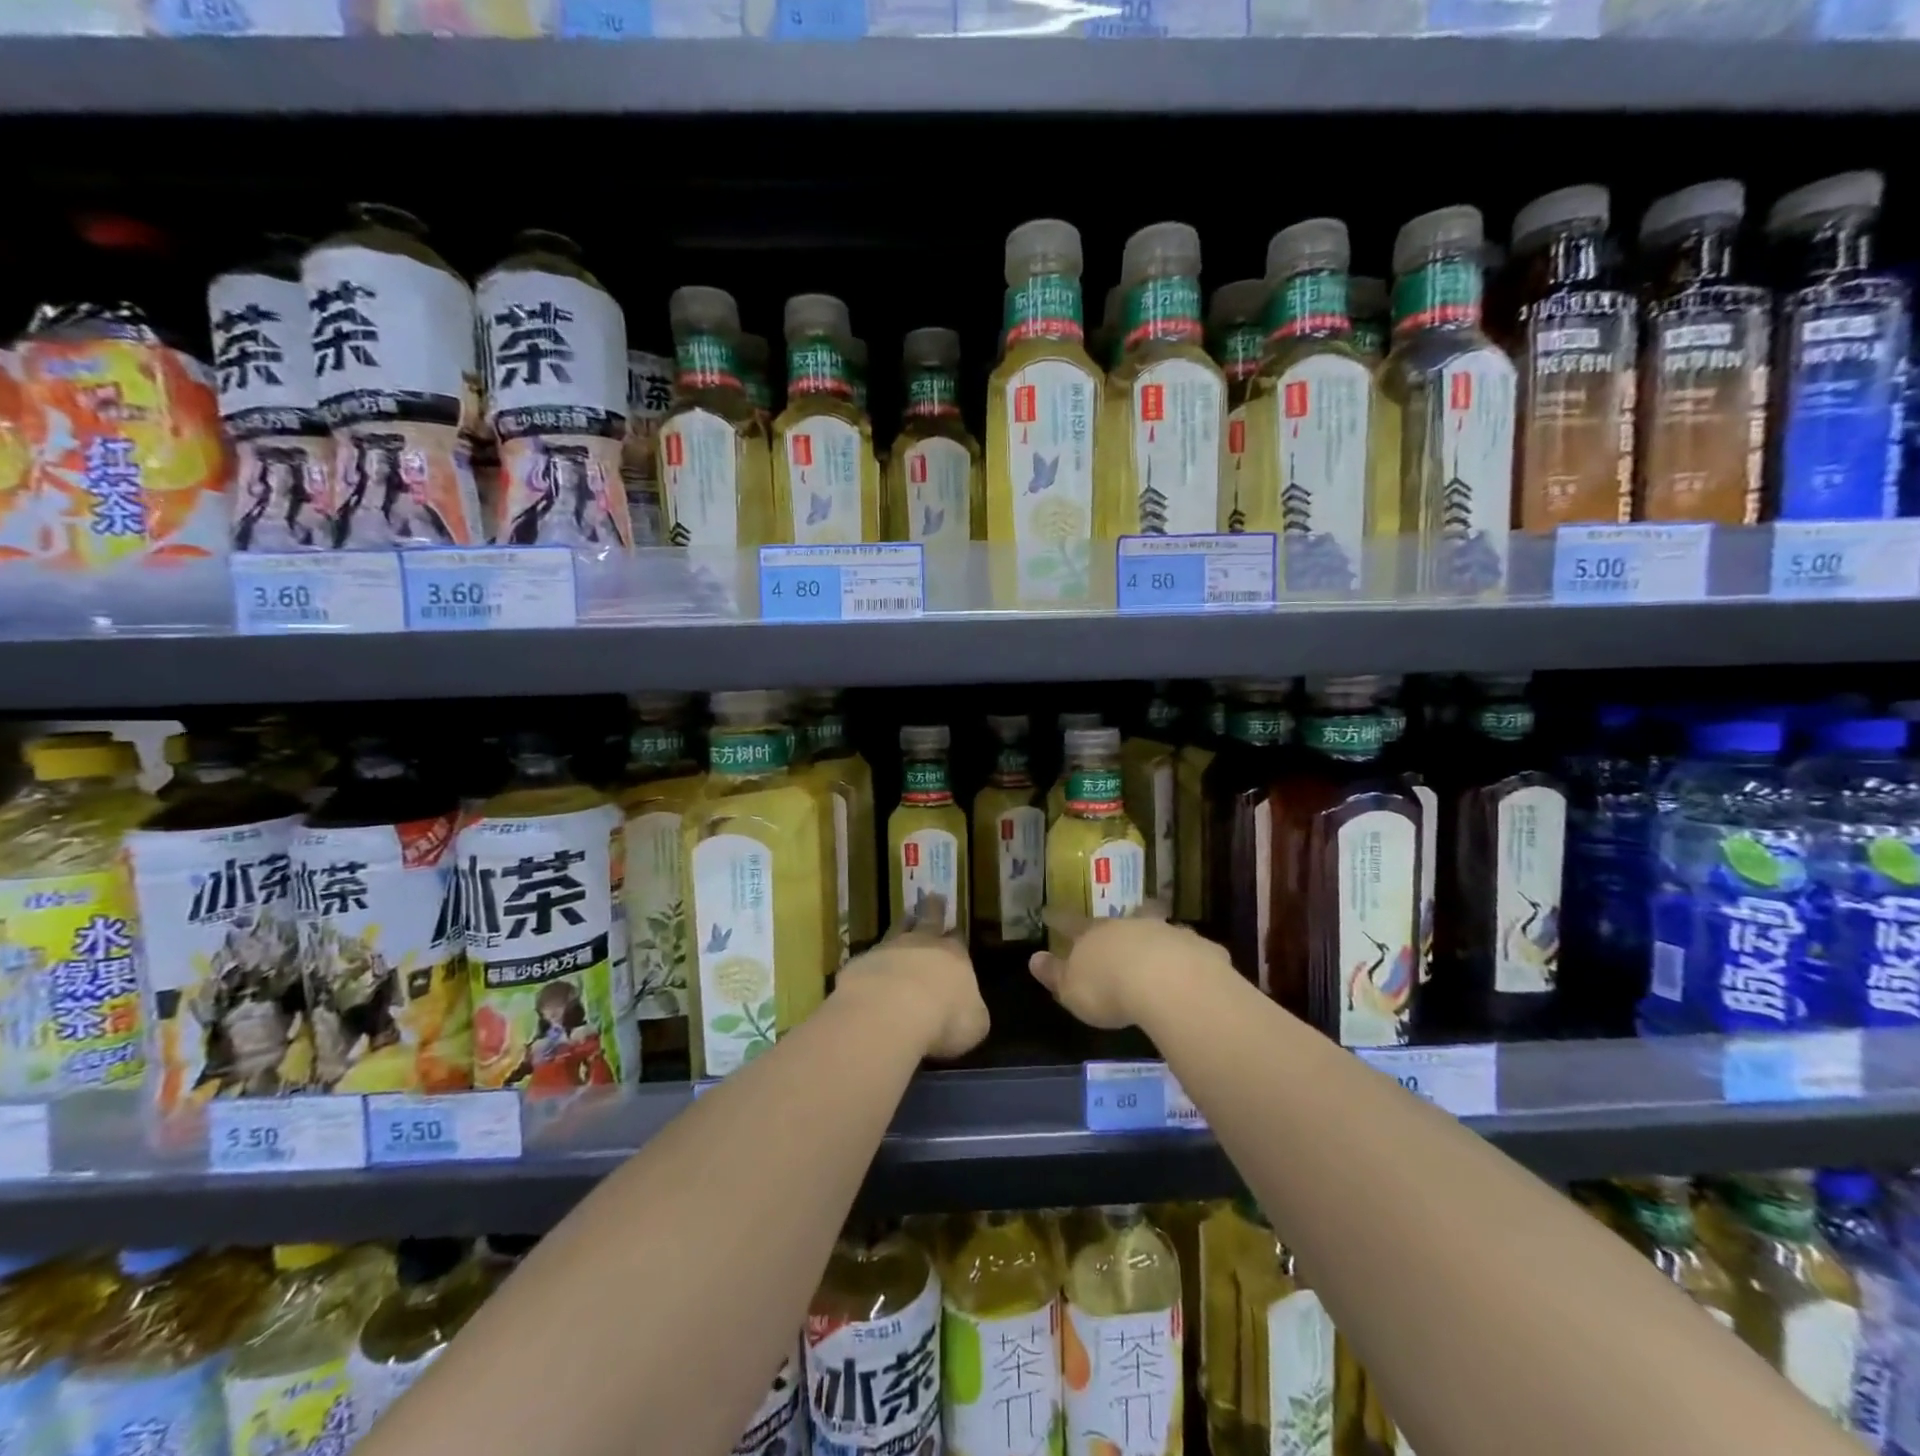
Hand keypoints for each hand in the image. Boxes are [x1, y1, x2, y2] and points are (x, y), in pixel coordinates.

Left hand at [837, 893, 987, 1059]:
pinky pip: (869, 958)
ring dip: (902, 924)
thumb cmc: (944, 1018)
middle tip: (934, 896)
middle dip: (933, 909)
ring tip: (905, 916)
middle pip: (929, 921)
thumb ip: (972, 1012)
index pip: (958, 940)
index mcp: (954, 957)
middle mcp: (922, 945)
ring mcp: (888, 950)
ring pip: (897, 930)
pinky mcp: (860, 964)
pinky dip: (873, 961)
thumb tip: (970, 1011)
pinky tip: (870, 968)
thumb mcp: (974, 1024)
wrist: (891, 1012)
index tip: (955, 927)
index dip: (956, 935)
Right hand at [1029, 903, 1230, 1029]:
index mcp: (1095, 935)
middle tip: (1127, 914)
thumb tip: (1033, 958)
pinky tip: (1197, 969)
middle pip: (1124, 918)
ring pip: (1161, 928)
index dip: (1059, 920)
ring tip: (1162, 942)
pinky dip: (1191, 957)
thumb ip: (1055, 974)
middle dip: (1123, 919)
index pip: (1071, 923)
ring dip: (1159, 935)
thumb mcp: (1072, 989)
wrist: (1167, 984)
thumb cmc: (1109, 989)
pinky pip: (1193, 951)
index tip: (1049, 912)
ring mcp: (1167, 933)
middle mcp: (1131, 926)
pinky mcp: (1200, 950)